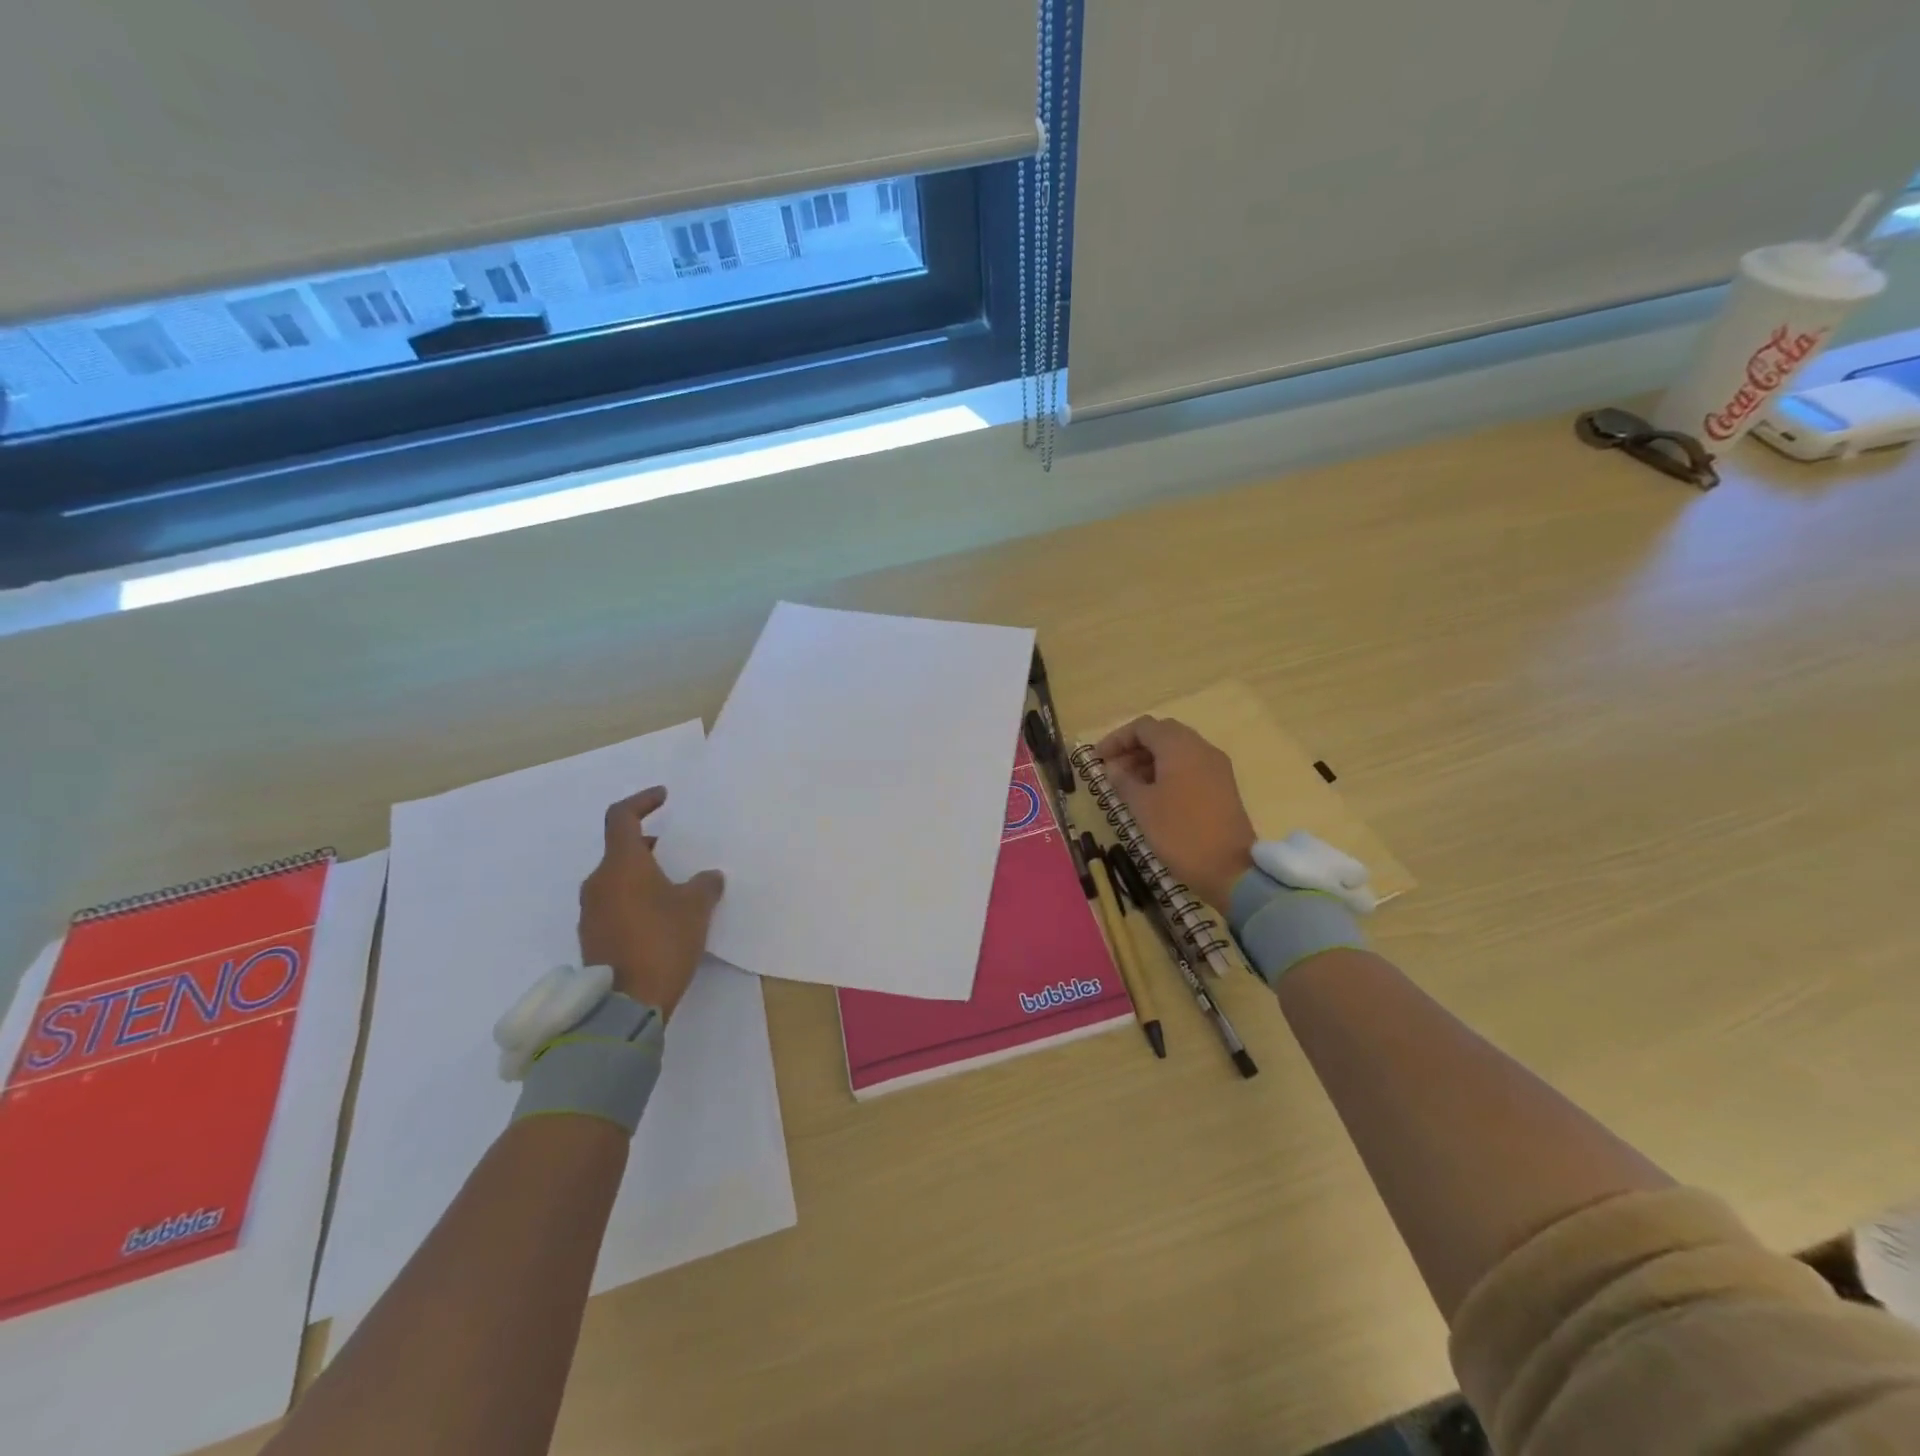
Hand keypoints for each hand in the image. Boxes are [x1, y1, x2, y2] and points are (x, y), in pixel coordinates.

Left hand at [578, 788, 724, 1020]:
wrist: (626, 1003)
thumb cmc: (663, 942)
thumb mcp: (696, 908)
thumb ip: (705, 884)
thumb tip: (708, 876)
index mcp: (621, 865)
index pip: (621, 817)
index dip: (642, 801)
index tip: (663, 797)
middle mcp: (598, 882)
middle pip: (620, 850)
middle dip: (647, 846)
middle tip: (675, 851)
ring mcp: (591, 911)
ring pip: (616, 878)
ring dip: (641, 875)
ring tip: (673, 887)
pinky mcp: (592, 936)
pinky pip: (613, 903)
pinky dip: (634, 899)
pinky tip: (659, 917)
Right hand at [1092, 716, 1256, 909]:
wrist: (1230, 868)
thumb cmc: (1179, 832)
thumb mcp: (1142, 806)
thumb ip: (1123, 781)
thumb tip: (1113, 768)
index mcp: (1180, 747)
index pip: (1143, 727)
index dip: (1117, 739)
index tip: (1098, 760)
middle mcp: (1201, 748)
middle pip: (1162, 734)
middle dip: (1134, 747)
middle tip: (1112, 770)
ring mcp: (1216, 766)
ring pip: (1177, 750)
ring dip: (1150, 760)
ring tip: (1128, 785)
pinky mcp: (1222, 785)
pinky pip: (1190, 766)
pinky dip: (1168, 771)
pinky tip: (1152, 794)